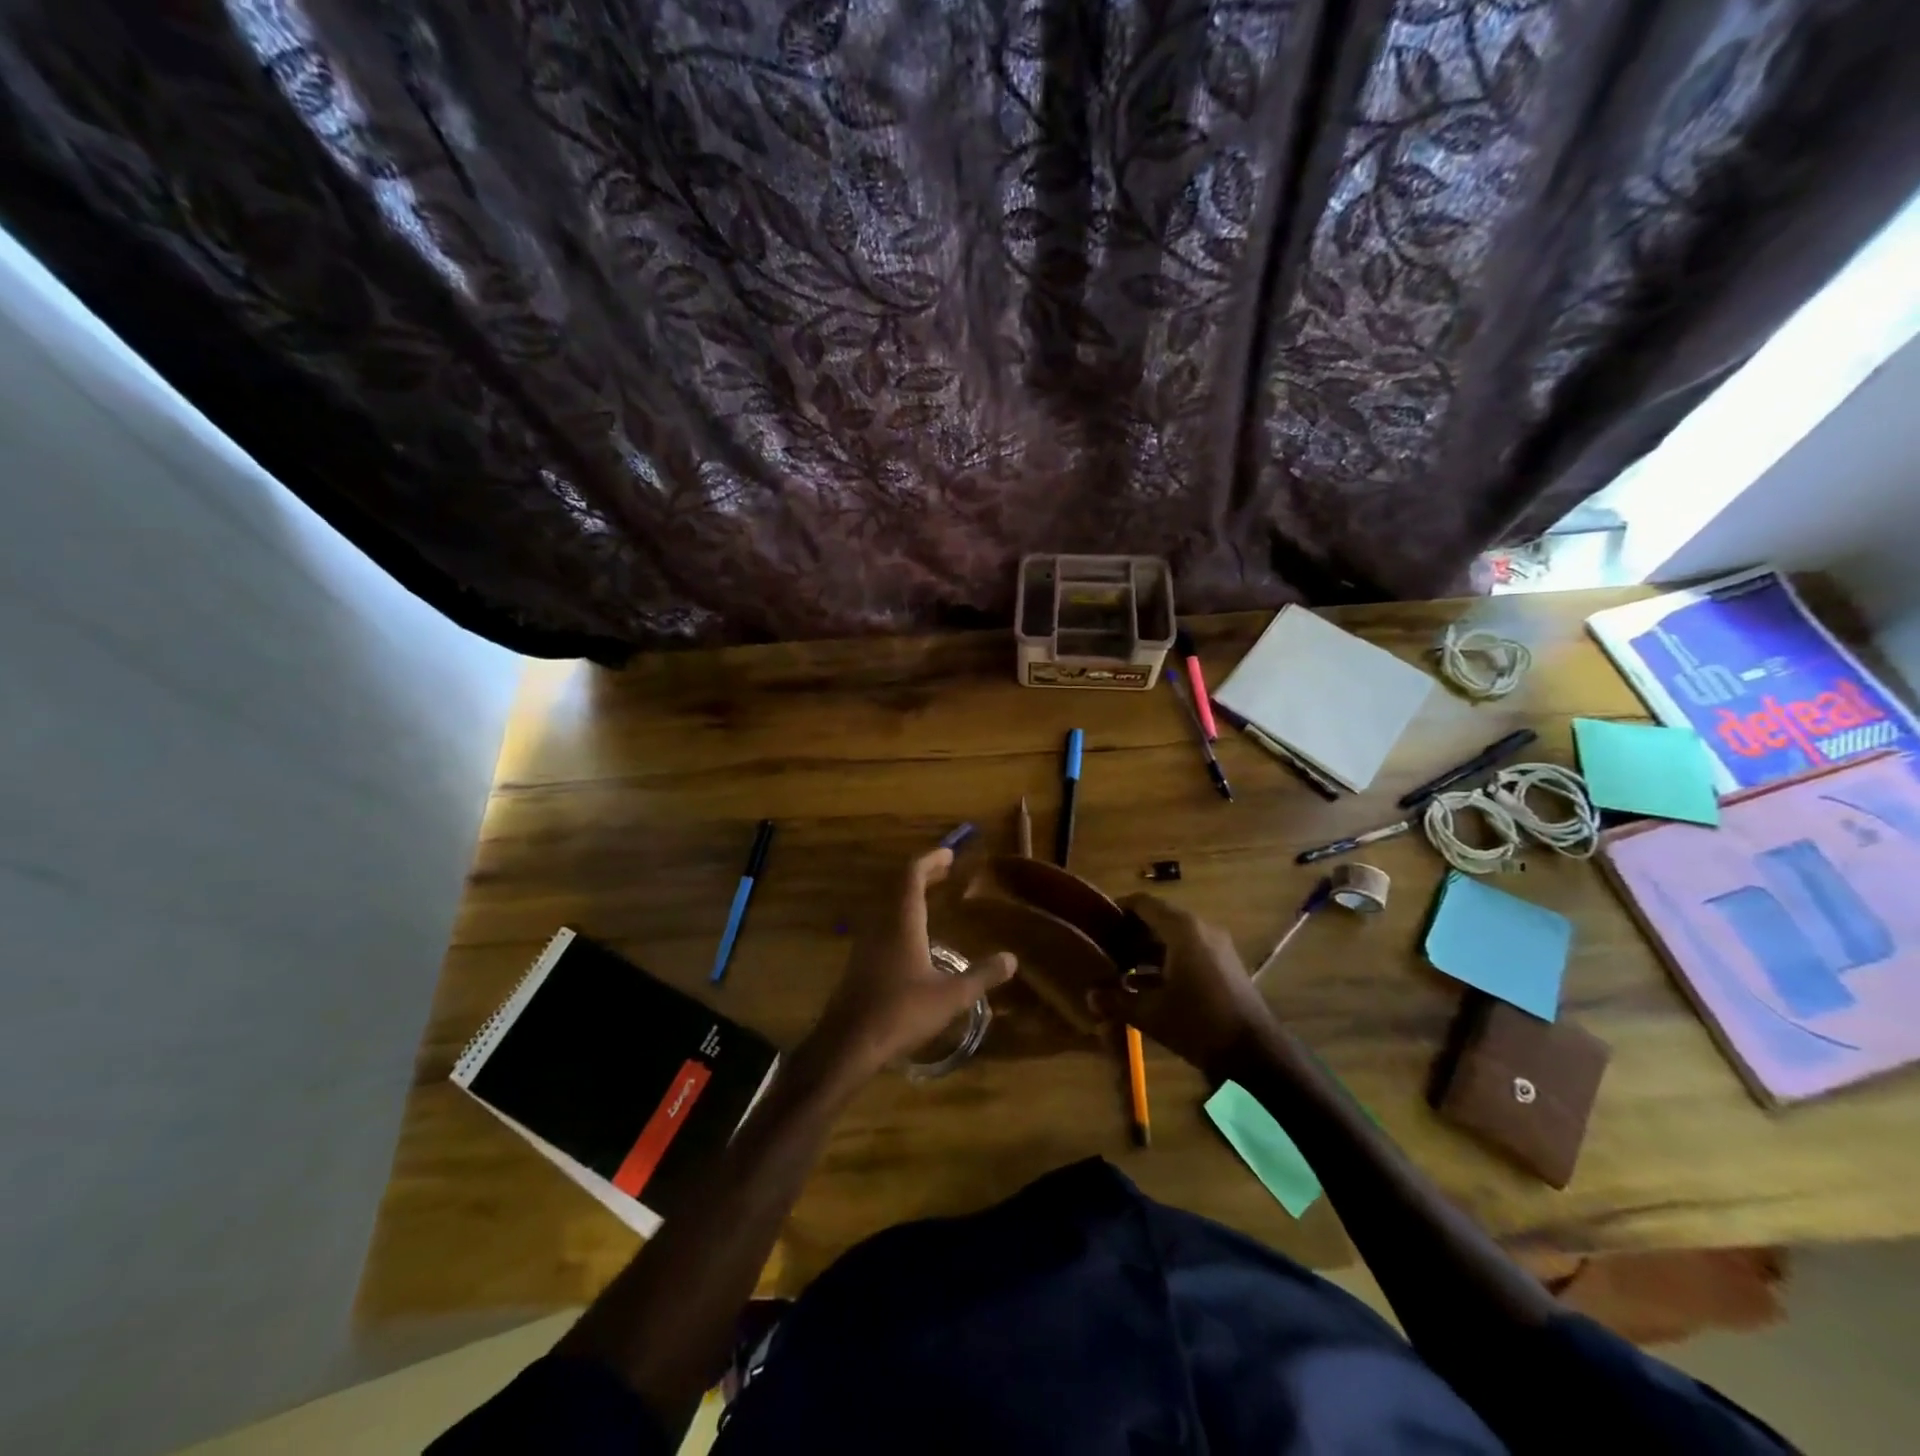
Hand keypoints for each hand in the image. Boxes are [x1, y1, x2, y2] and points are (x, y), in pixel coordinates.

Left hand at [804, 848, 1016, 1080]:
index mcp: (902, 922)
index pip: (912, 876)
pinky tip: (915, 937)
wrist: (848, 1043)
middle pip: (900, 887)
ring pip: (889, 905)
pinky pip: (883, 924)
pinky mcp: (860, 962)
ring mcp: (866, 943)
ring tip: (934, 898)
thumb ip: (981, 975)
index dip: (930, 860)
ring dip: (911, 895)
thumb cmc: (901, 1013)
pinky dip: (902, 916)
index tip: (949, 854)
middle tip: (947, 871)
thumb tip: (1011, 958)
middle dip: (923, 875)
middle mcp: (881, 924)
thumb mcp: (950, 997)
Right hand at [1090, 894, 1276, 1077]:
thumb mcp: (1150, 1014)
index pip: (1143, 903)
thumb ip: (1117, 1001)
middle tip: (1103, 950)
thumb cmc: (1198, 1024)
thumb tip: (1089, 997)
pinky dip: (1165, 962)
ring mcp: (1215, 947)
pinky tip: (1144, 986)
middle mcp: (1200, 929)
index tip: (1096, 923)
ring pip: (1172, 938)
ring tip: (1118, 969)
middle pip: (1157, 920)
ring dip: (1146, 951)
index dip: (1117, 910)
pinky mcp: (1223, 966)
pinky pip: (1188, 952)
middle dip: (1129, 934)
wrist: (1255, 1054)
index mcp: (1182, 929)